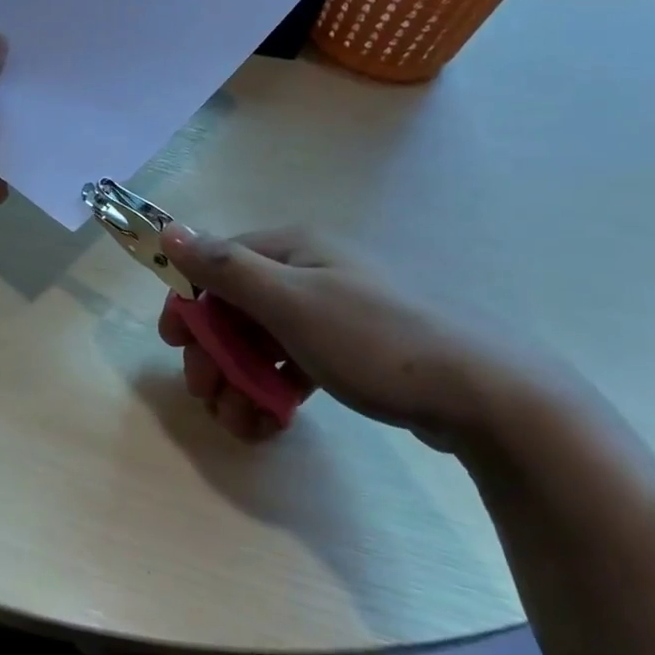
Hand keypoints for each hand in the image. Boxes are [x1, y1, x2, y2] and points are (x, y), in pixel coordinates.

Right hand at [158, 224, 586, 453]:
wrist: (486, 394)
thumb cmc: (375, 340)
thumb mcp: (291, 302)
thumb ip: (225, 268)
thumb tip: (168, 230)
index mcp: (294, 249)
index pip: (219, 266)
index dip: (190, 304)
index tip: (173, 347)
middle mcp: (310, 272)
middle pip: (238, 309)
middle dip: (216, 355)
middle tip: (209, 396)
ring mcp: (332, 313)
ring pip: (264, 342)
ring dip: (241, 381)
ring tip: (242, 424)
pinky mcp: (351, 351)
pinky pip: (294, 365)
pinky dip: (275, 391)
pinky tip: (270, 423)